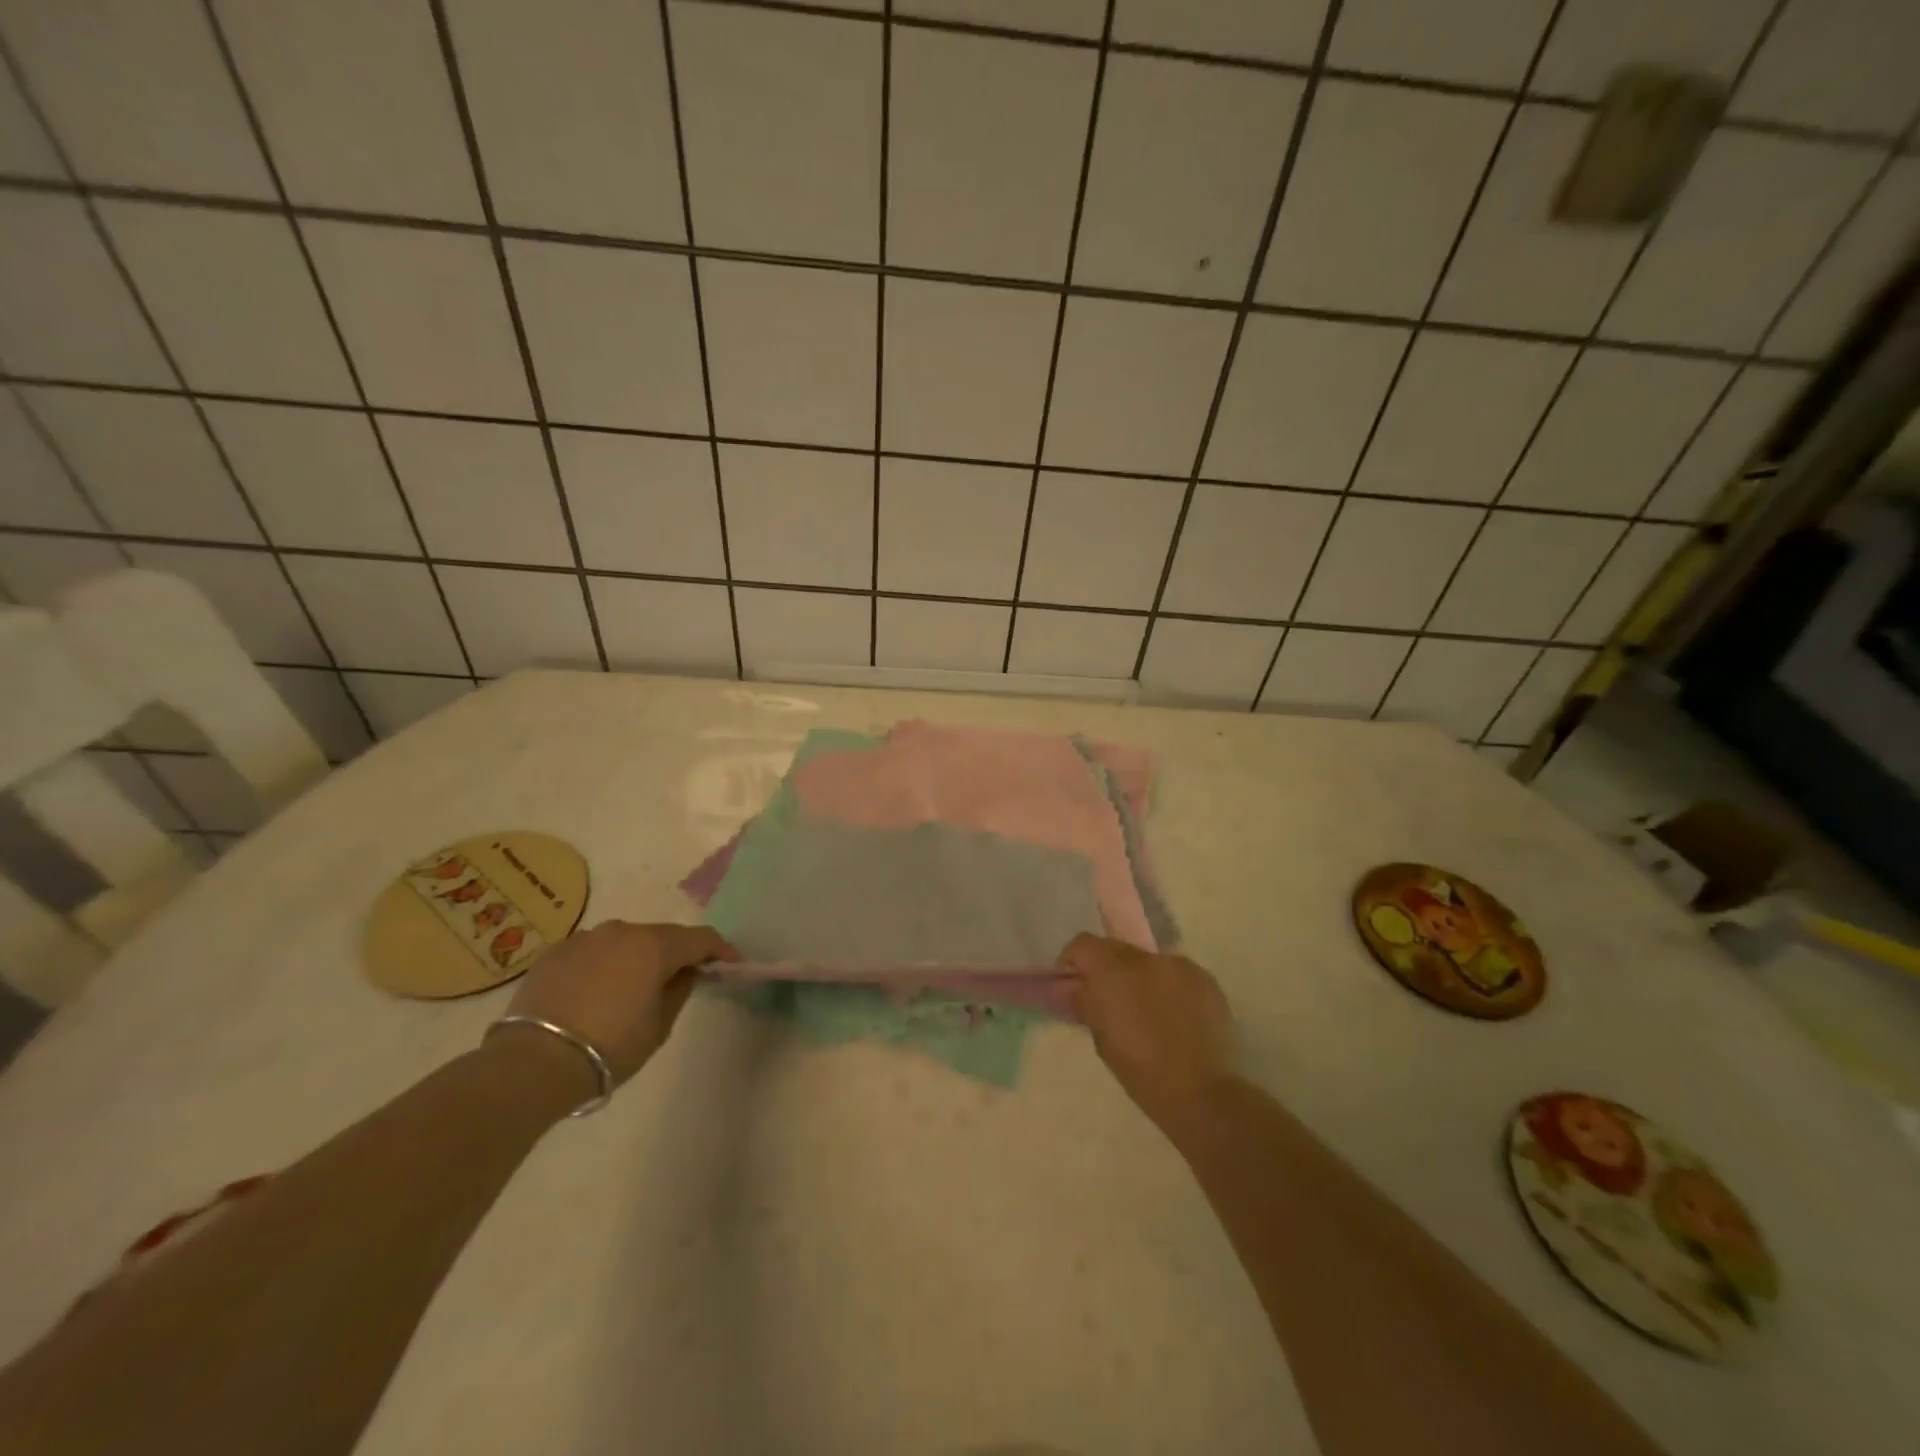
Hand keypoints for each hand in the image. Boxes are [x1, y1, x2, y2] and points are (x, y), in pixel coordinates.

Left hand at [500, 921, 737, 1085]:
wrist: (532, 1063)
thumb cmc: (610, 1047)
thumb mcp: (658, 1026)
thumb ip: (679, 990)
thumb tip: (686, 973)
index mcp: (655, 946)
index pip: (701, 938)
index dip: (721, 950)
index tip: (732, 964)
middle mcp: (622, 932)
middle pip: (662, 936)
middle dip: (677, 953)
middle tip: (684, 977)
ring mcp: (585, 939)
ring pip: (625, 941)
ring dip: (638, 957)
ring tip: (636, 985)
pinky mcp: (555, 953)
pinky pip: (593, 952)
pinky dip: (605, 964)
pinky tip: (598, 991)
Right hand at [1060, 934, 1235, 1128]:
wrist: (1205, 1094)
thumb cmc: (1143, 1072)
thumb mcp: (1102, 1040)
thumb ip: (1087, 1004)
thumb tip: (1078, 989)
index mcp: (1113, 970)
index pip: (1083, 944)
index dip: (1073, 962)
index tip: (1073, 984)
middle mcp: (1146, 958)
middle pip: (1117, 948)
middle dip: (1108, 969)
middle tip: (1110, 1000)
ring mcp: (1180, 965)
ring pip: (1149, 962)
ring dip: (1141, 978)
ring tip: (1148, 1012)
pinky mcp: (1207, 979)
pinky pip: (1177, 974)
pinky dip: (1169, 988)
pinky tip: (1176, 1017)